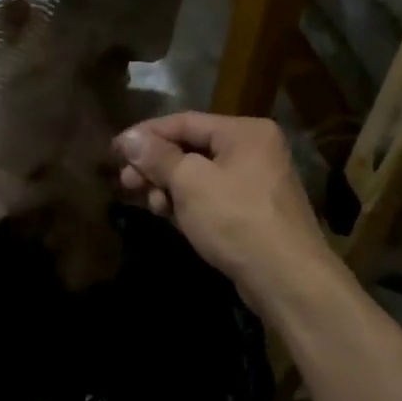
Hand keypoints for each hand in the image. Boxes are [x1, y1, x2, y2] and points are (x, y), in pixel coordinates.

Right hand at [117, 113, 337, 312]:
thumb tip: (128, 138)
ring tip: (149, 204)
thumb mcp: (190, 183)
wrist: (287, 280)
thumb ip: (158, 157)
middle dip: (155, 165)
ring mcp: (255, 182)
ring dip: (168, 186)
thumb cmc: (236, 219)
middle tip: (125, 182)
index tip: (115, 150)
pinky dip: (186, 203)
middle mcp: (253, 150)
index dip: (146, 134)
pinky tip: (167, 215)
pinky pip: (209, 197)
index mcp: (244, 132)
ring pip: (198, 175)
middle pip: (191, 148)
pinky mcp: (251, 212)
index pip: (185, 121)